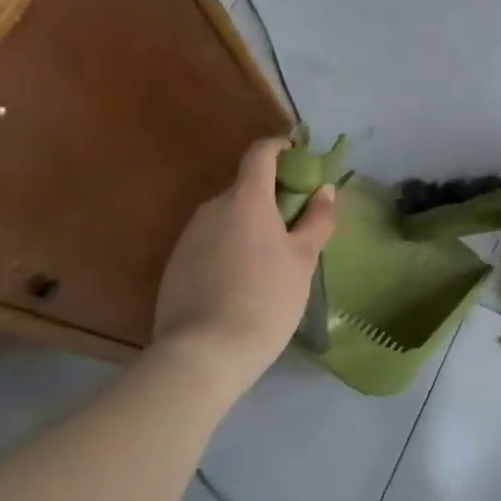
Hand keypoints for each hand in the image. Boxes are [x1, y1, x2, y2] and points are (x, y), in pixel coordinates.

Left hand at [153, 138, 336, 386]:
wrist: (204, 353)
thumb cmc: (266, 297)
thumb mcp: (303, 259)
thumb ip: (316, 220)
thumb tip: (325, 190)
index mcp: (246, 199)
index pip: (260, 154)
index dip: (280, 148)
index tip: (300, 157)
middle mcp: (212, 208)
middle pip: (245, 188)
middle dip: (271, 196)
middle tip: (297, 223)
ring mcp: (189, 236)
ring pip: (227, 217)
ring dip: (251, 224)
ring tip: (273, 259)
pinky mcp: (175, 265)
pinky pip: (211, 242)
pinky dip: (231, 247)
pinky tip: (244, 281)